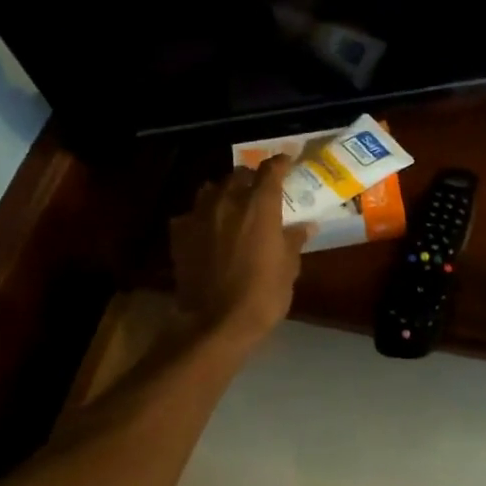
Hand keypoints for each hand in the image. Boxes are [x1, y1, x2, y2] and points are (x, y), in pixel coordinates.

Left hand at [170, 157, 313, 347]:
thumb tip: (305, 226)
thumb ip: (294, 240)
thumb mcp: (288, 268)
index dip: (280, 163)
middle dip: (251, 178)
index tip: (288, 162)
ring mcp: (199, 217)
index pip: (270, 170)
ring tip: (232, 204)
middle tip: (261, 189)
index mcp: (259, 206)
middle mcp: (227, 202)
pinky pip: (191, 214)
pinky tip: (207, 229)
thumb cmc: (262, 295)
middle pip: (238, 175)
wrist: (214, 323)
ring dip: (223, 192)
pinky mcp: (179, 235)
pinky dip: (202, 216)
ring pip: (211, 190)